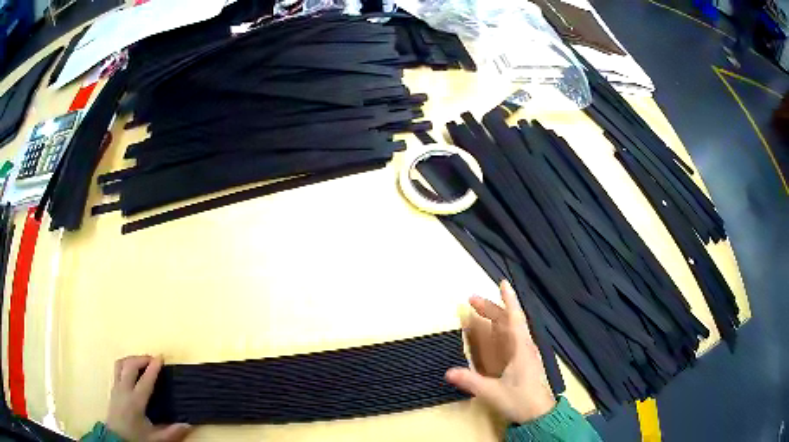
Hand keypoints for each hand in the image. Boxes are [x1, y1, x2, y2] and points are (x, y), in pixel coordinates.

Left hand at [106, 356, 191, 441]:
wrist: (116, 439)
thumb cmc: (136, 438)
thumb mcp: (156, 439)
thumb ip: (172, 432)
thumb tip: (188, 424)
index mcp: (135, 401)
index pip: (145, 380)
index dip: (153, 368)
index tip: (161, 357)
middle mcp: (124, 390)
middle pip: (130, 365)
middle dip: (142, 359)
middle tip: (153, 359)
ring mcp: (116, 387)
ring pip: (121, 364)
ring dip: (132, 359)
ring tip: (142, 362)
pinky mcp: (112, 388)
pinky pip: (117, 369)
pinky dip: (126, 364)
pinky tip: (132, 371)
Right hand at [445, 280, 555, 423]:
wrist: (539, 414)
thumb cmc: (520, 400)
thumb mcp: (493, 393)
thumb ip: (471, 382)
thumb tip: (448, 372)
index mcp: (521, 349)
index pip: (515, 319)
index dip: (509, 300)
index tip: (503, 282)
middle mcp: (524, 346)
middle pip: (508, 321)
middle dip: (491, 308)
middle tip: (471, 299)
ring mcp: (524, 353)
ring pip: (509, 329)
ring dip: (494, 318)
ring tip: (477, 311)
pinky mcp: (522, 361)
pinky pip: (510, 339)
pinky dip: (498, 330)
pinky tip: (490, 332)